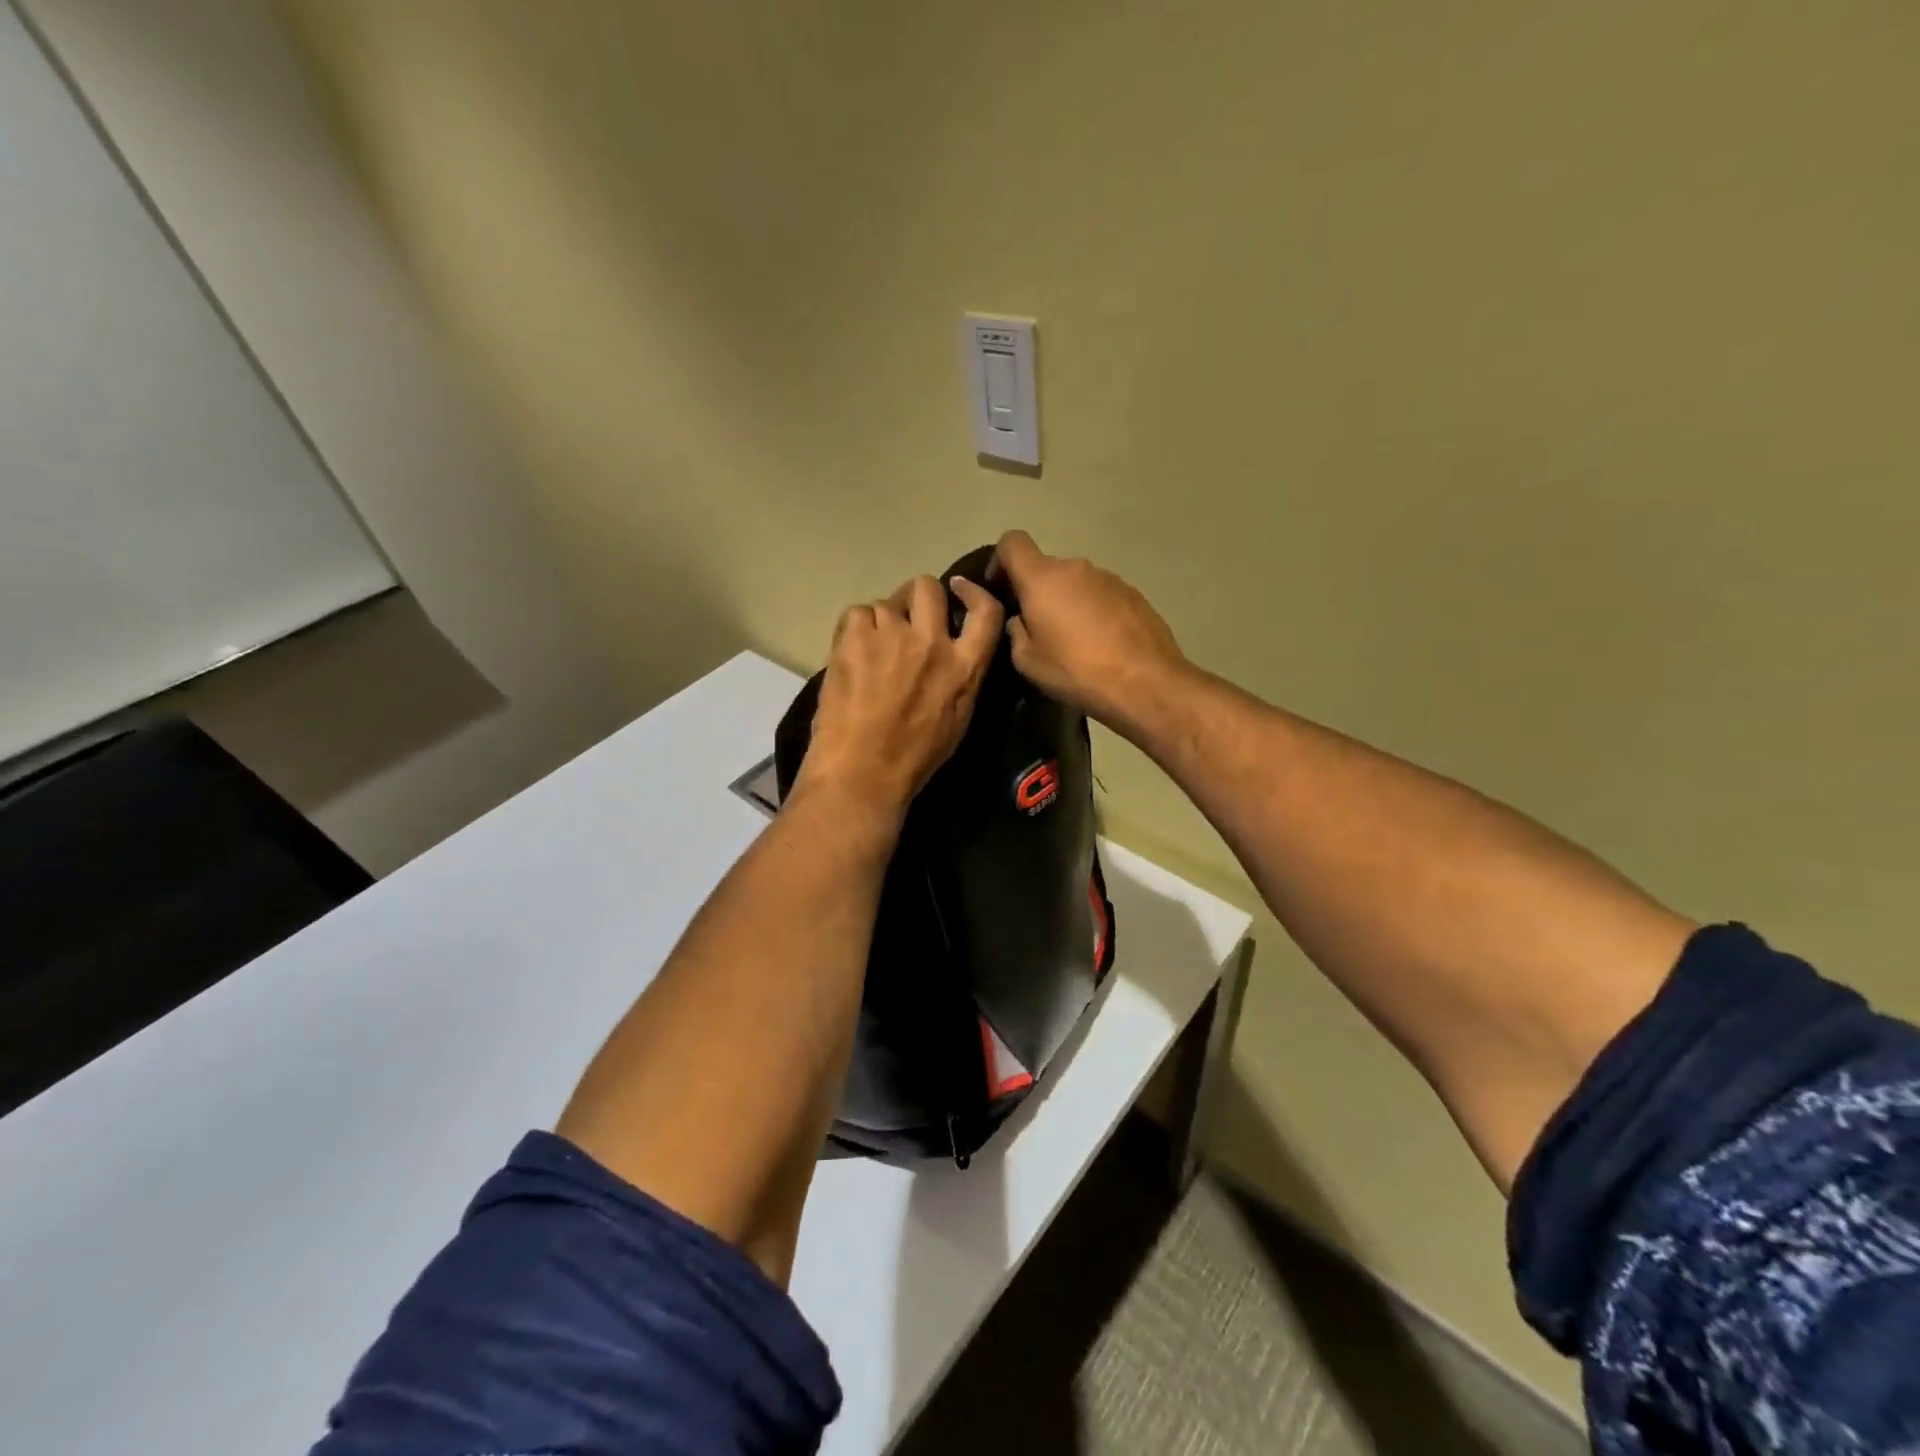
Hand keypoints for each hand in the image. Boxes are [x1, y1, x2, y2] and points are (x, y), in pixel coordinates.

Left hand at [797, 574, 1004, 821]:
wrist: (862, 770)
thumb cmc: (914, 757)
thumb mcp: (958, 719)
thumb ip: (962, 677)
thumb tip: (955, 652)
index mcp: (964, 666)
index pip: (987, 611)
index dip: (975, 592)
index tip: (961, 590)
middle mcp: (932, 641)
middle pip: (928, 587)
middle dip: (918, 598)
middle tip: (906, 620)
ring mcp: (891, 634)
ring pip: (886, 602)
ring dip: (882, 621)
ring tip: (872, 650)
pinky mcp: (855, 636)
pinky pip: (857, 613)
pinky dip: (854, 629)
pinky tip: (851, 654)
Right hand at [991, 530, 1189, 733]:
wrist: (1145, 683)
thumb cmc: (1077, 671)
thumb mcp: (1028, 662)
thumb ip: (1016, 632)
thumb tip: (1021, 620)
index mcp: (1042, 578)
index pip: (1012, 542)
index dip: (1000, 560)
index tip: (1000, 587)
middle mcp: (1076, 567)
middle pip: (1046, 567)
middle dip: (1036, 590)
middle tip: (1036, 626)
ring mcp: (1109, 577)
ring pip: (1075, 581)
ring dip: (1067, 601)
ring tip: (1072, 639)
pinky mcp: (1134, 593)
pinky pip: (1101, 595)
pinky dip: (1093, 610)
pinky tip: (1100, 642)